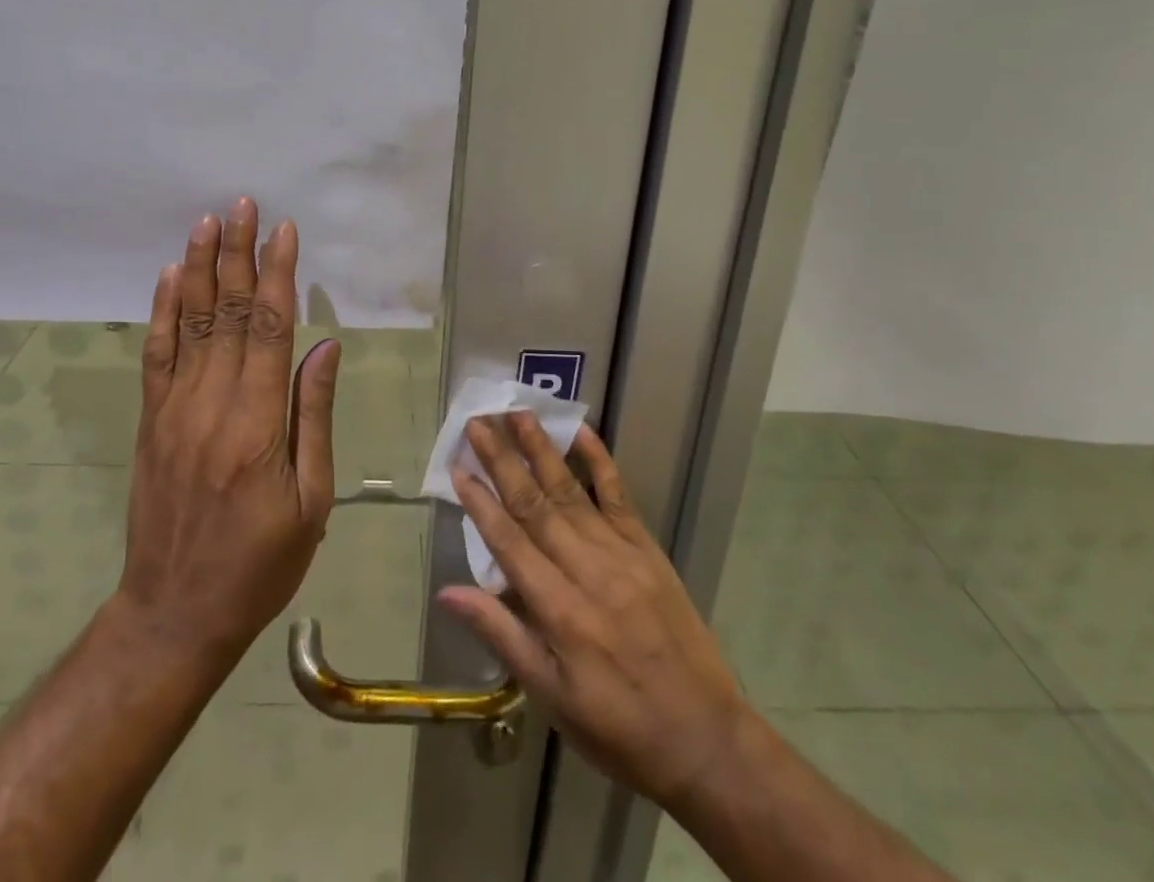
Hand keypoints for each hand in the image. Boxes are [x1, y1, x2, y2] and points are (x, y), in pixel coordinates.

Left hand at [116, 198, 340, 667]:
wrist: (175, 612)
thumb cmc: (261, 563)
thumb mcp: (310, 501)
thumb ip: (313, 416)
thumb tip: (325, 347)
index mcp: (258, 423)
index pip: (269, 328)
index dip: (276, 274)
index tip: (283, 230)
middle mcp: (212, 403)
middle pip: (227, 313)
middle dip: (237, 254)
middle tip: (242, 205)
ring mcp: (174, 409)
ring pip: (189, 323)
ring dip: (198, 268)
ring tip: (206, 223)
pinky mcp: (152, 420)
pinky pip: (157, 355)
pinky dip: (162, 311)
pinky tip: (167, 277)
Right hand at [438, 413, 744, 812]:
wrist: (705, 739)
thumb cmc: (617, 727)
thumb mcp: (551, 697)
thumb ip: (501, 635)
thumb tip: (448, 591)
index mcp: (559, 611)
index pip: (509, 542)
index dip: (480, 503)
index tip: (457, 467)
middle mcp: (587, 571)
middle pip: (535, 504)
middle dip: (503, 460)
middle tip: (478, 422)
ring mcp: (621, 554)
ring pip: (571, 491)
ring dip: (541, 450)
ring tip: (517, 413)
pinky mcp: (647, 550)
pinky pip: (618, 496)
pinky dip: (599, 461)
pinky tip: (580, 432)